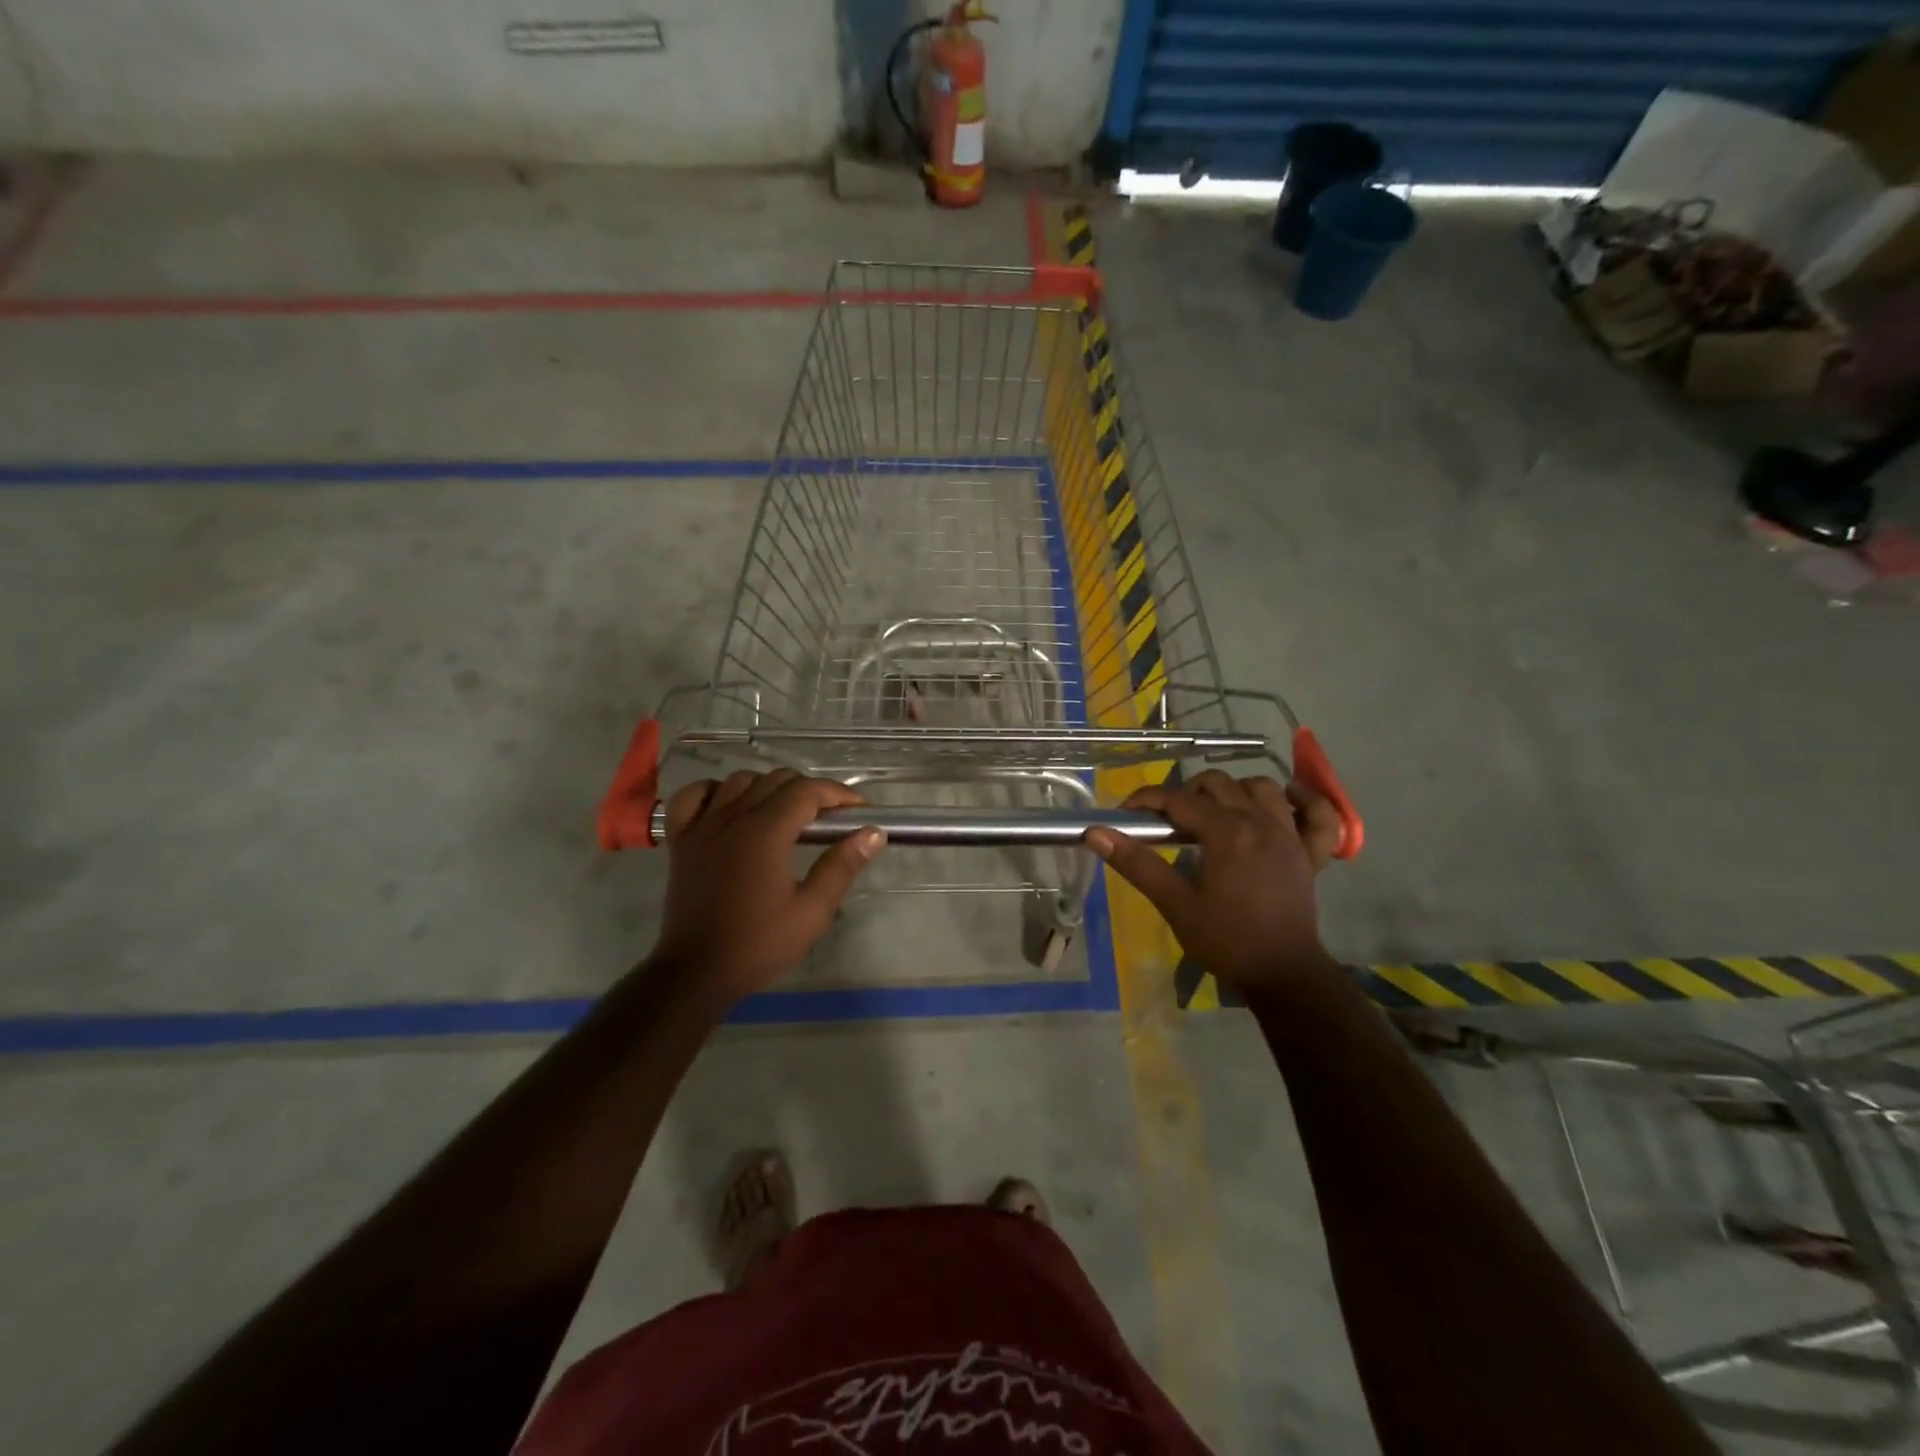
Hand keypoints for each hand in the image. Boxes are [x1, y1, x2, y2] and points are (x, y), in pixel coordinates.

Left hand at [653, 769, 883, 1003]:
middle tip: (828, 819)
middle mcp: (732, 818)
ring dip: (768, 788)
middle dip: (809, 791)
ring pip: (740, 781)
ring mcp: (701, 826)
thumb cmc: (759, 945)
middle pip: (776, 779)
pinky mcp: (681, 840)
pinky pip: (694, 796)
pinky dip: (716, 792)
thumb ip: (842, 866)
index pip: (807, 791)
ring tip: (786, 814)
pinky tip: (731, 807)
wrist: (697, 972)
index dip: (838, 794)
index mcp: (765, 833)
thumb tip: (873, 833)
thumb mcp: (812, 911)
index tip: (858, 811)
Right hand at [1084, 771, 1342, 991]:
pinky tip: (1288, 799)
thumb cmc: (1225, 940)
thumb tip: (1095, 833)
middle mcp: (1260, 822)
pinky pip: (1319, 815)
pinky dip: (1306, 801)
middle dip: (1186, 793)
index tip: (1125, 813)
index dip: (1147, 800)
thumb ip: (1137, 863)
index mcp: (1226, 832)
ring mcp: (1290, 835)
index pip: (1178, 799)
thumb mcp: (1174, 904)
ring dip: (1235, 791)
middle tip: (1168, 822)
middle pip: (1218, 784)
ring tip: (1215, 812)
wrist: (1282, 974)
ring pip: (1262, 788)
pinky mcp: (1311, 853)